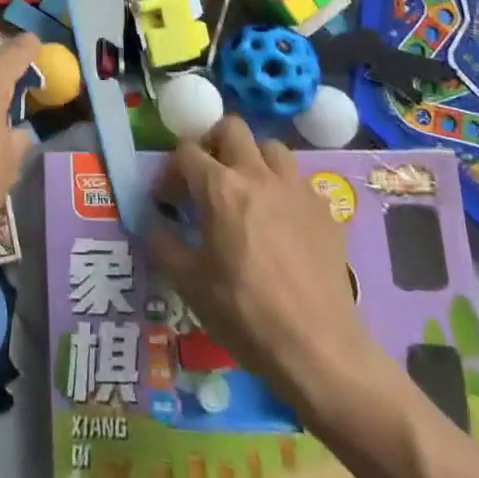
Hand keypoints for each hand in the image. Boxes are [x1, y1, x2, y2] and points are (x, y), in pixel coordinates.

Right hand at [148, 117, 380, 423]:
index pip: (187, 151)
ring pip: (271, 148)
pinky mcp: (325, 211)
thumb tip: (153, 223)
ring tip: (247, 192)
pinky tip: (282, 222)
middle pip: (232, 128)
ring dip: (253, 160)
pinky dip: (284, 190)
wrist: (318, 349)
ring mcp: (296, 189)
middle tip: (208, 177)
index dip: (171, 171)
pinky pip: (299, 182)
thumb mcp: (189, 283)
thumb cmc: (245, 313)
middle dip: (214, 143)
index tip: (168, 200)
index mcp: (220, 187)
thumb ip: (163, 243)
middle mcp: (258, 175)